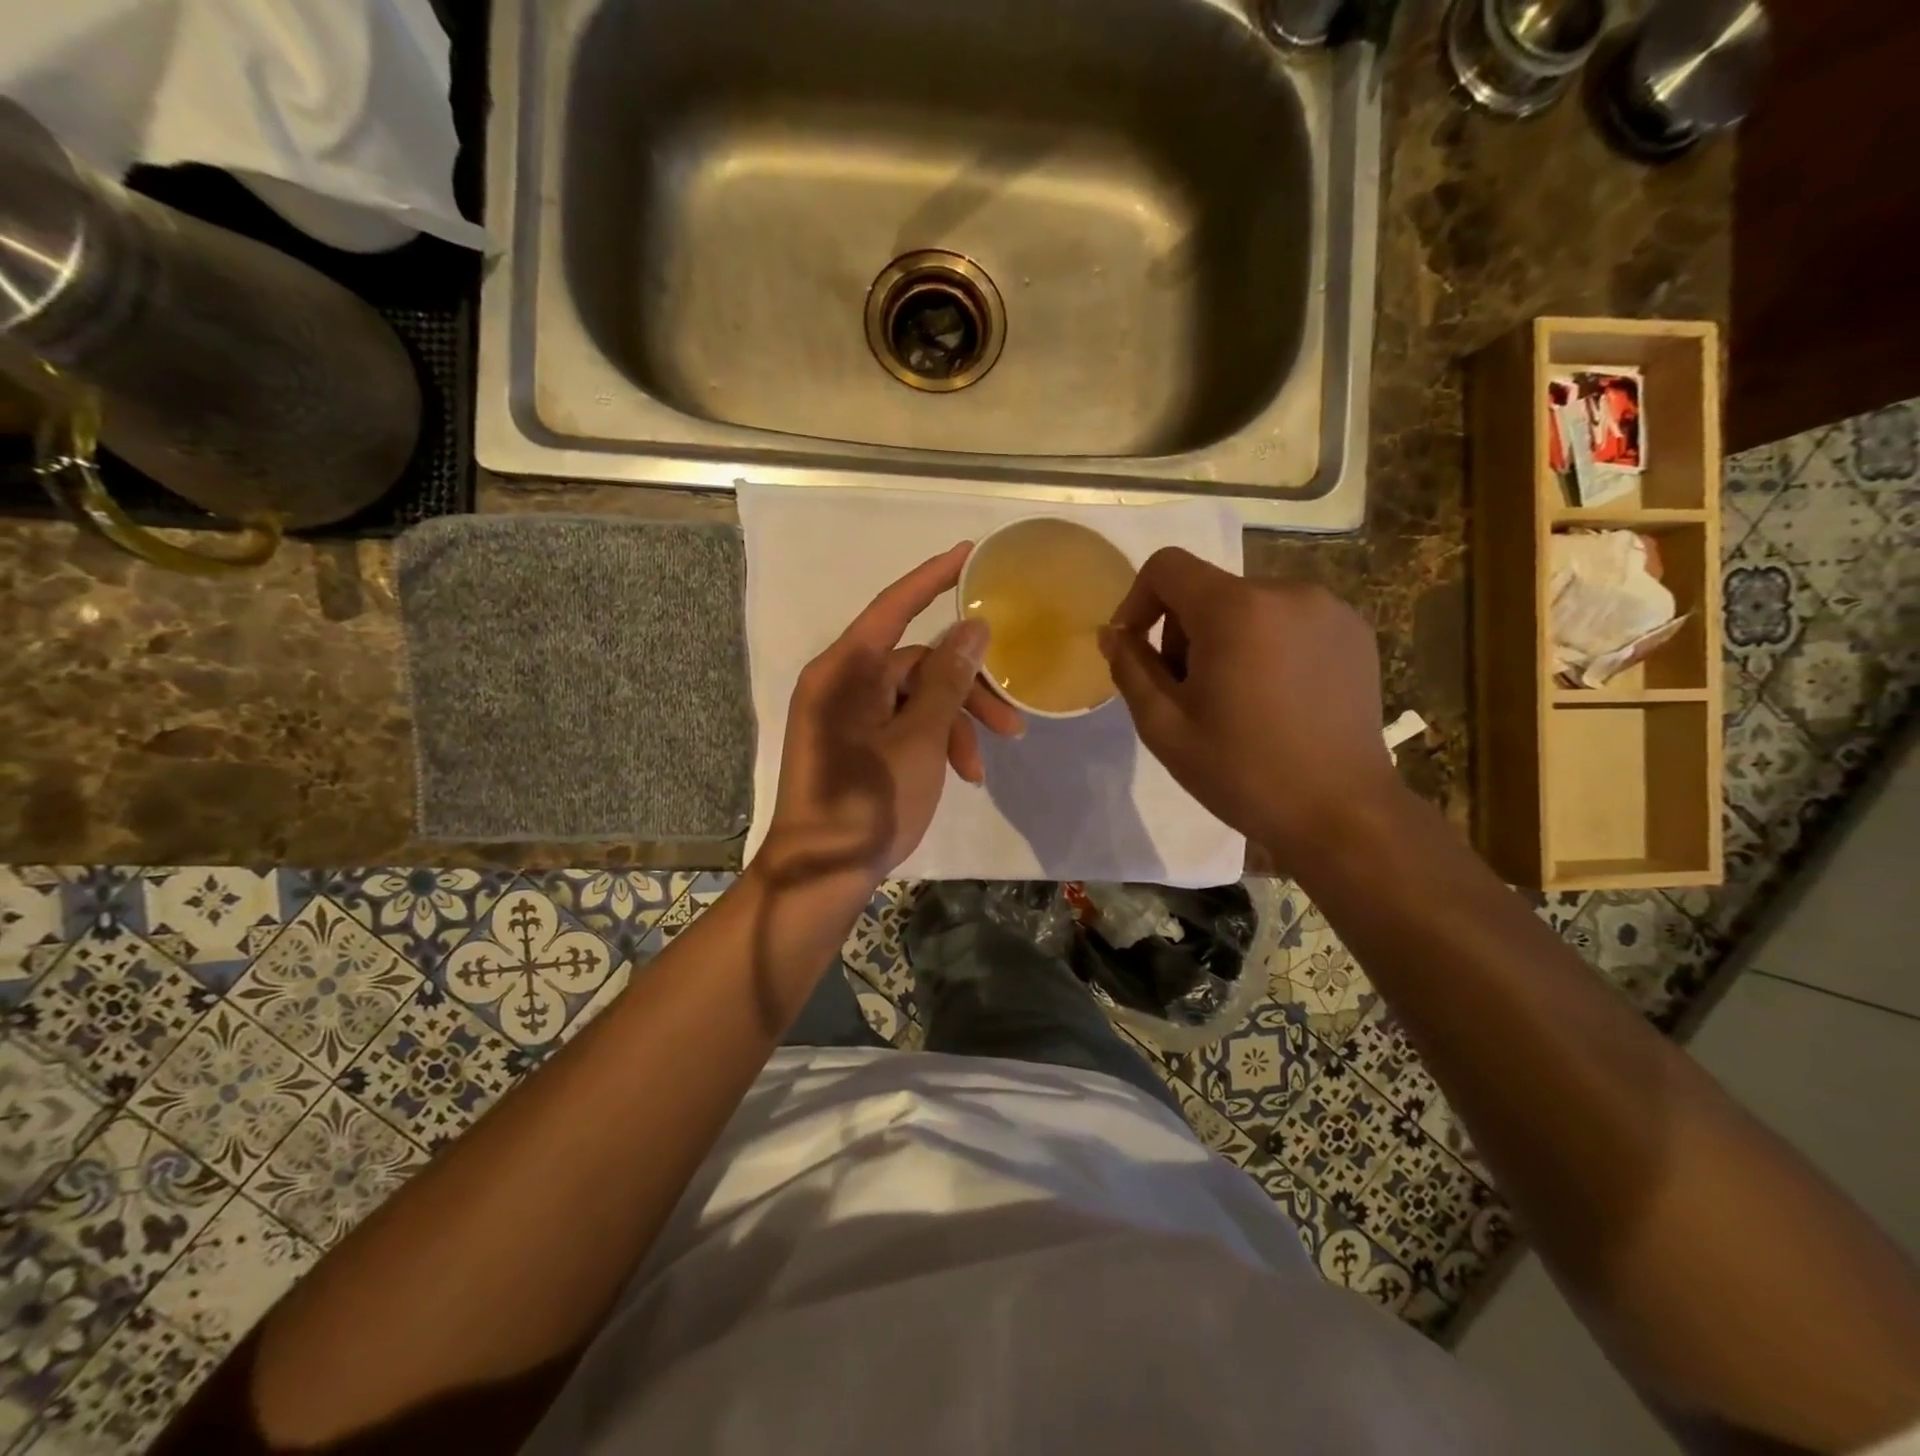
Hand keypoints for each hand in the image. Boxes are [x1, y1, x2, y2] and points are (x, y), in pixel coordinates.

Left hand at [758, 543, 1023, 890]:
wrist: (822, 875)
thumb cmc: (868, 802)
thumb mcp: (918, 739)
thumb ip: (947, 680)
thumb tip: (972, 627)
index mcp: (844, 671)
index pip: (893, 607)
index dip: (933, 577)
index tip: (970, 554)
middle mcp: (842, 684)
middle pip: (917, 663)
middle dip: (967, 690)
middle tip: (1012, 722)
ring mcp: (847, 716)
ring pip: (916, 699)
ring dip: (955, 725)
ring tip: (983, 766)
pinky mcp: (856, 744)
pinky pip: (902, 725)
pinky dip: (934, 743)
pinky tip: (962, 774)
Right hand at [1099, 547, 1401, 869]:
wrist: (1342, 812)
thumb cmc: (1243, 771)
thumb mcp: (1164, 727)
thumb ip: (1131, 669)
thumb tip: (1113, 633)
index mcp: (1235, 610)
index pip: (1167, 567)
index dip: (1138, 600)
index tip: (1136, 648)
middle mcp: (1286, 592)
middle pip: (1207, 589)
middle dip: (1183, 631)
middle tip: (1188, 693)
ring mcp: (1328, 609)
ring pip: (1247, 605)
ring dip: (1225, 639)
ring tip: (1234, 699)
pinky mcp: (1354, 631)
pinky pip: (1288, 619)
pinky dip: (1266, 644)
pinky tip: (1275, 697)